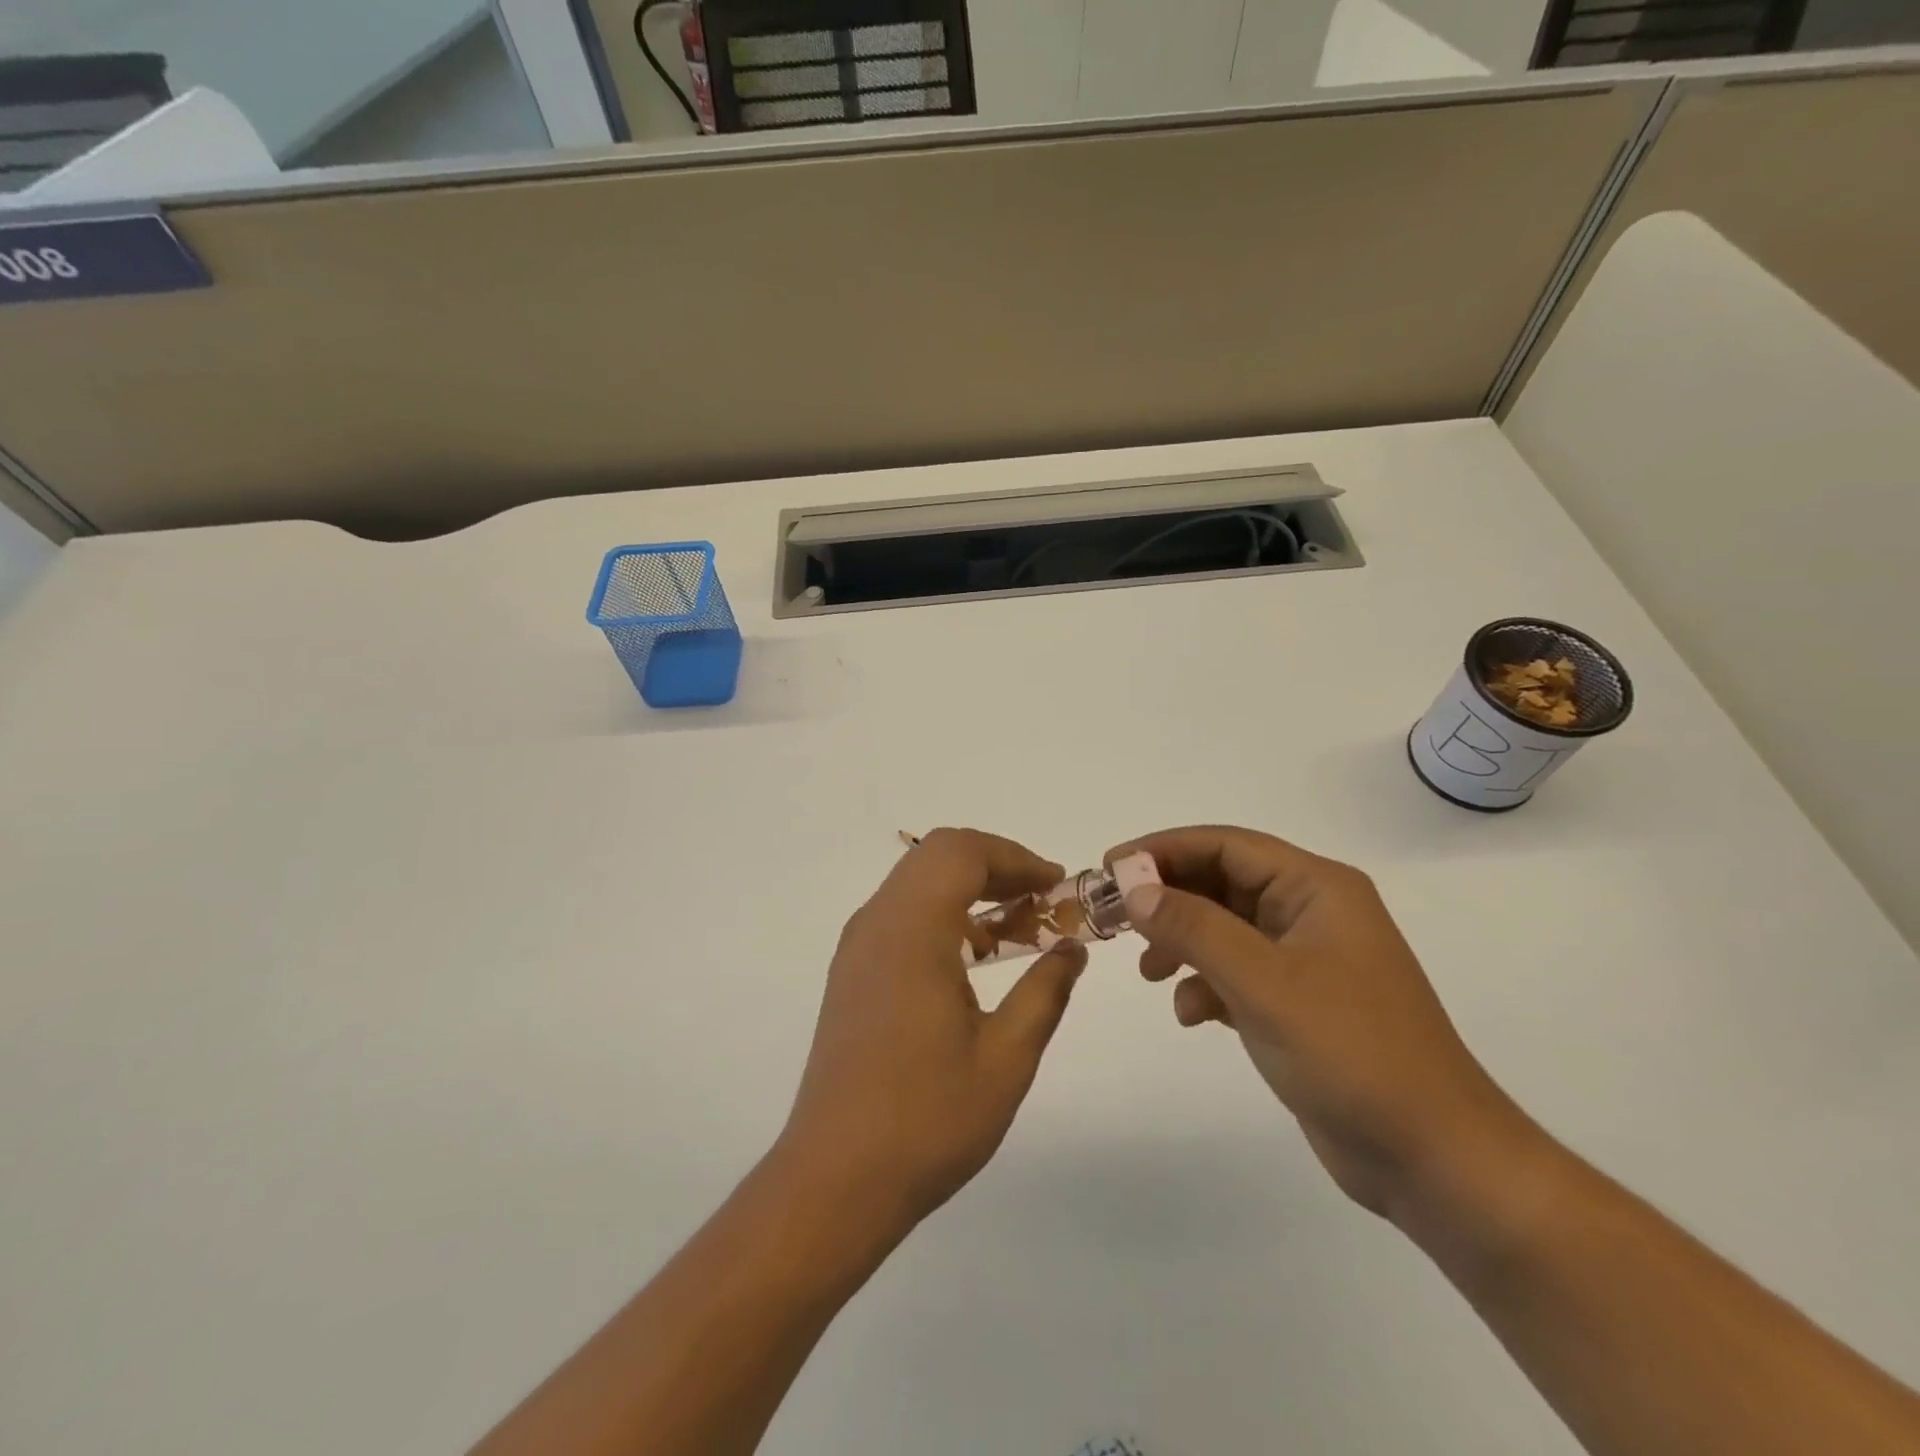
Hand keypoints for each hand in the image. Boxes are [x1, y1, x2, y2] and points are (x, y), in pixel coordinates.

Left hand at [777, 828, 1087, 1234]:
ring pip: (917, 882)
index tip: (1057, 885)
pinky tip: (974, 959)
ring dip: (968, 888)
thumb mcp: (1006, 1058)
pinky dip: (943, 913)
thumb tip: (1071, 950)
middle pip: (938, 856)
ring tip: (1017, 929)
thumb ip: (1044, 992)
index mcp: (911, 931)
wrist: (834, 1179)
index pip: (963, 852)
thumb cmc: (926, 1120)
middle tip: (1042, 901)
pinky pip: (901, 914)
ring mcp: (858, 947)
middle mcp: (877, 923)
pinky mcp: (851, 972)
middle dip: (995, 866)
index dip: (1015, 857)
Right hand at [1108, 826, 1529, 1221]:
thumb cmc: (1352, 1053)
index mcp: (1316, 888)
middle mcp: (1311, 912)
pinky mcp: (1299, 1002)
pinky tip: (1191, 1014)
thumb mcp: (1263, 983)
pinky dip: (1205, 983)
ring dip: (1182, 942)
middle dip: (1167, 899)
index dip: (1163, 850)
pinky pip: (1237, 971)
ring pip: (1224, 928)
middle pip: (1221, 883)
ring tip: (1148, 972)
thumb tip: (1134, 888)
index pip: (1225, 845)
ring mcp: (1306, 959)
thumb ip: (1195, 928)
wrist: (1433, 1159)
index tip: (1109, 867)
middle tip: (1113, 917)